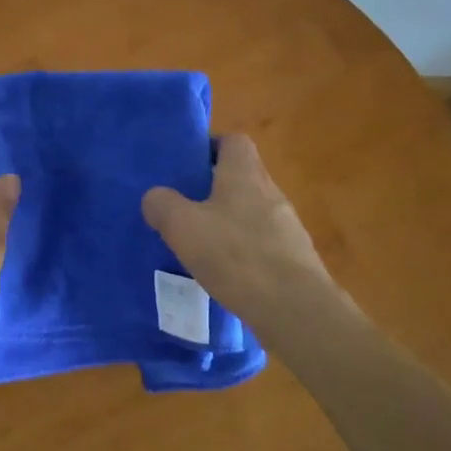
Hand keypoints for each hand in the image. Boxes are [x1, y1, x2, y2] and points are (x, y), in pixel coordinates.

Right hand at [141, 133, 349, 338]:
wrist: (295, 309)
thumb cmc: (236, 255)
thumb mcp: (183, 226)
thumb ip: (162, 205)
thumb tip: (155, 197)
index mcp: (245, 173)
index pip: (233, 141)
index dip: (210, 147)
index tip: (187, 166)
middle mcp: (271, 191)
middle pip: (241, 177)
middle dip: (214, 188)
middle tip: (184, 207)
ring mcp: (287, 226)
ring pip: (251, 211)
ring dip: (228, 222)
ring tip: (201, 244)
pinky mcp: (295, 258)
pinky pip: (263, 243)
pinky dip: (243, 251)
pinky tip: (225, 273)